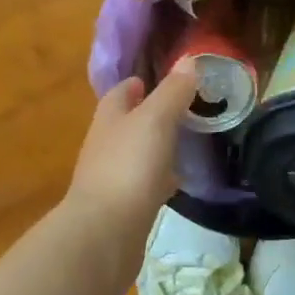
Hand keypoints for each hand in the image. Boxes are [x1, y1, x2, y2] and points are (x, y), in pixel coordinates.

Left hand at [65, 62, 201, 238]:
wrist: (105, 234)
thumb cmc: (129, 167)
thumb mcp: (155, 120)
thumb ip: (173, 92)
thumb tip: (189, 60)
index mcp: (109, 118)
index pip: (122, 92)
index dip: (141, 84)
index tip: (168, 80)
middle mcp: (105, 144)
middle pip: (128, 122)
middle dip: (152, 115)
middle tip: (186, 110)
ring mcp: (112, 177)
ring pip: (137, 154)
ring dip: (157, 147)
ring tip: (187, 143)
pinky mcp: (122, 207)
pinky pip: (144, 184)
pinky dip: (159, 179)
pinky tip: (177, 183)